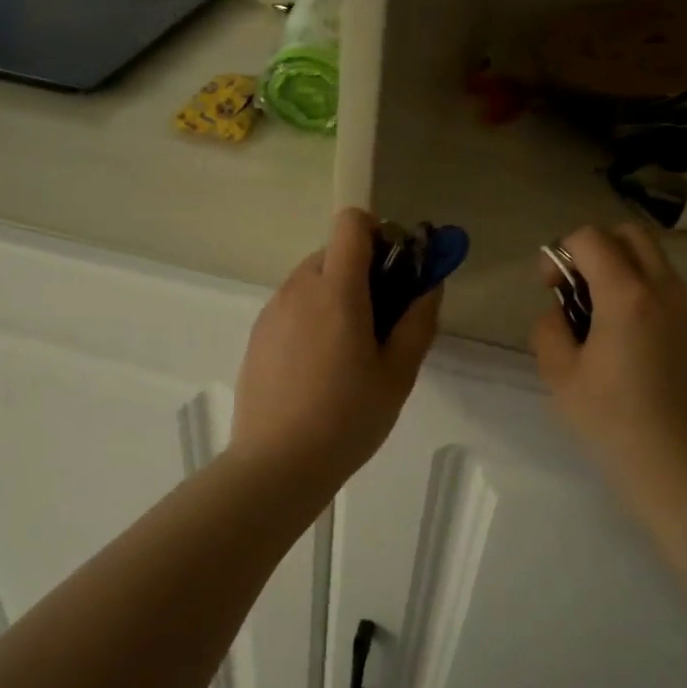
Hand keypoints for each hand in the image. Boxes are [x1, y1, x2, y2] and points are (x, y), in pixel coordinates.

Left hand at [228, 208, 440, 488]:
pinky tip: (317, 367)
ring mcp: (271, 311)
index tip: (395, 271)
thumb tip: (429, 282)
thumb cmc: (348, 419)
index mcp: (336, 290)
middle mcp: (298, 288)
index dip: (378, 234)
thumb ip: (418, 319)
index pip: (351, 223)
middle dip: (361, 272)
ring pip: (311, 279)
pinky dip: (311, 316)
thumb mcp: (398, 374)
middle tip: (380, 320)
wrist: (276, 465)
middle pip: (333, 252)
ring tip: (348, 351)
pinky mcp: (257, 334)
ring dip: (336, 295)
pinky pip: (291, 305)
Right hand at [531, 224, 686, 507]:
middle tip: (578, 290)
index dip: (560, 253)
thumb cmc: (613, 423)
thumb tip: (561, 313)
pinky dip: (645, 297)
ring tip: (604, 322)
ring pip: (655, 263)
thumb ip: (550, 329)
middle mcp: (667, 291)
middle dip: (597, 248)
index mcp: (627, 296)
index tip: (550, 287)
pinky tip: (633, 345)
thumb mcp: (559, 376)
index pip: (591, 238)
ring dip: (623, 273)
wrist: (682, 468)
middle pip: (631, 235)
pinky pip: (671, 293)